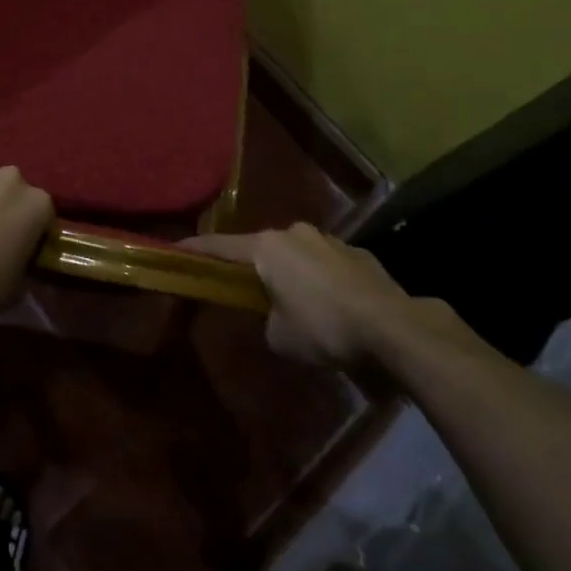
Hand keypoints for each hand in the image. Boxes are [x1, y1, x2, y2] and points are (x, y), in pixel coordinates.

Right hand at [185, 223, 470, 379]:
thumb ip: (267, 320)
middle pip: (262, 248)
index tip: (176, 249)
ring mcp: (330, 239)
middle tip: (248, 291)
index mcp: (267, 247)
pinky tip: (334, 308)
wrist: (394, 327)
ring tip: (299, 304)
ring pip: (298, 255)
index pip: (220, 246)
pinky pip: (327, 264)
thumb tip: (276, 316)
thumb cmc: (325, 329)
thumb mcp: (281, 337)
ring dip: (293, 274)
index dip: (196, 250)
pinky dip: (322, 281)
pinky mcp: (358, 253)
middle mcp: (295, 233)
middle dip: (255, 267)